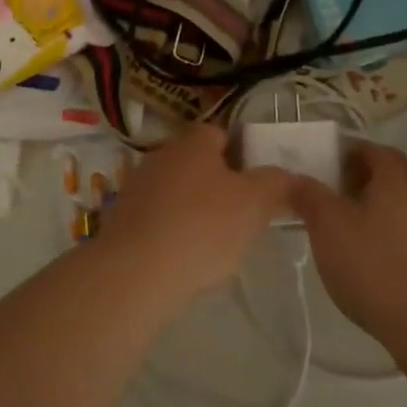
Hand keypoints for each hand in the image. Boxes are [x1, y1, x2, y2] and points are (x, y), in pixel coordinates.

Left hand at [100, 125, 290, 308]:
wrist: (135, 273)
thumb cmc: (202, 228)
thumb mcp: (255, 203)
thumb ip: (275, 183)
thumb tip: (284, 175)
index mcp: (193, 142)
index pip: (222, 134)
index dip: (243, 155)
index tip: (258, 185)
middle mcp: (161, 155)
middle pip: (199, 164)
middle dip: (220, 186)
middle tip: (243, 217)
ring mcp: (137, 187)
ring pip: (178, 192)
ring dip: (195, 211)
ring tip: (216, 245)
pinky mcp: (122, 220)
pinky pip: (158, 219)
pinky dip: (173, 233)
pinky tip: (185, 259)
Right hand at [287, 141, 406, 351]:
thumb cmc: (375, 265)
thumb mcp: (328, 227)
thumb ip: (310, 197)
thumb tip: (294, 178)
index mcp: (396, 178)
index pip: (376, 151)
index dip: (352, 154)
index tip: (330, 167)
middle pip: (399, 174)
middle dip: (372, 179)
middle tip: (344, 195)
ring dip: (388, 208)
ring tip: (359, 228)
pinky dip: (400, 236)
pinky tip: (380, 257)